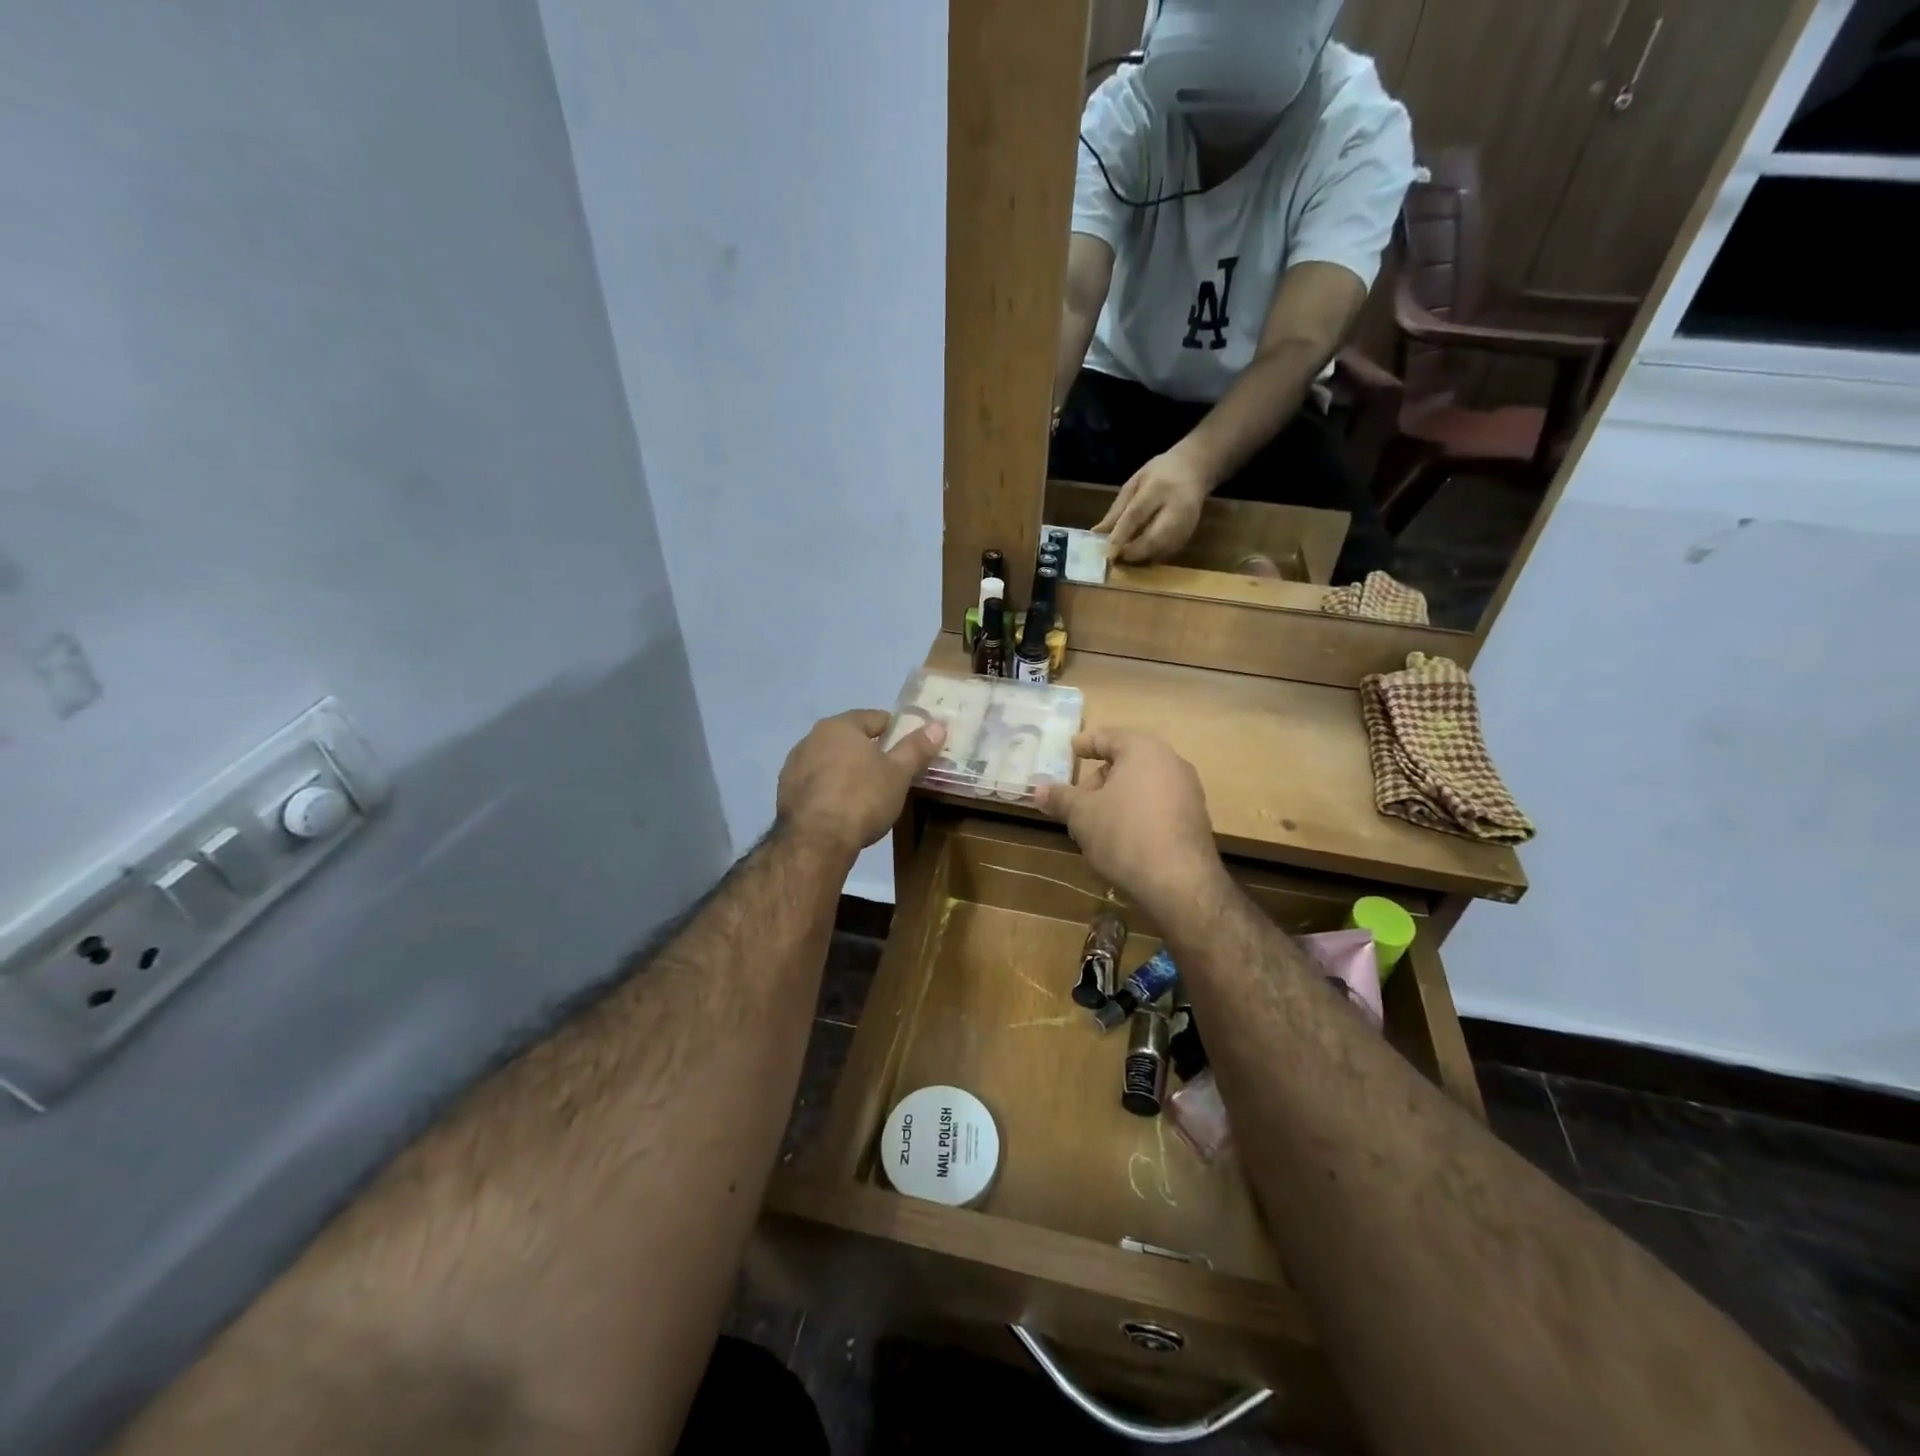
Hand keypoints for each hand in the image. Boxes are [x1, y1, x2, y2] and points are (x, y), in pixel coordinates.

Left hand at [776, 710, 945, 858]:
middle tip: (891, 771)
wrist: (815, 841)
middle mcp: (811, 738)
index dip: (895, 730)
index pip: (874, 718)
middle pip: (849, 738)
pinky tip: (842, 807)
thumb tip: (937, 725)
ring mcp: (794, 766)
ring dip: (847, 770)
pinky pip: (816, 783)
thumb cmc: (862, 798)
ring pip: (830, 761)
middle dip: (870, 751)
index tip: (909, 747)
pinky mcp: (785, 792)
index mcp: (839, 726)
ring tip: (867, 792)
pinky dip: (830, 789)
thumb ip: (916, 747)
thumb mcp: (899, 773)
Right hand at [1035, 728, 1225, 917]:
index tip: (1070, 750)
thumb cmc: (1124, 834)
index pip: (1108, 736)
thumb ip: (1060, 798)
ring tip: (1095, 823)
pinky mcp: (1195, 820)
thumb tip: (1038, 790)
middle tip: (1077, 800)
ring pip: (1142, 785)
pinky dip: (1136, 813)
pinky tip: (1121, 838)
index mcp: (1144, 750)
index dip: (1085, 743)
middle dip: (1099, 778)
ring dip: (1116, 798)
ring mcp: (1188, 792)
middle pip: (1127, 761)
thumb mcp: (1082, 814)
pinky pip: (1157, 806)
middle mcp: (1171, 763)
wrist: (1179, 883)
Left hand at [1094, 449, 1210, 563]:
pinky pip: (1166, 554)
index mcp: (1159, 488)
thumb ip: (1117, 510)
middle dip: (1131, 553)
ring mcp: (1186, 525)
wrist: (1195, 469)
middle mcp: (1176, 509)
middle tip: (1114, 559)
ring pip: (1160, 551)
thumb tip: (1097, 534)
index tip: (1106, 552)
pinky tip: (1139, 555)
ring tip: (1123, 558)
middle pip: (1152, 538)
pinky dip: (1150, 558)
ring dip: (1140, 559)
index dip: (1120, 535)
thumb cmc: (1160, 473)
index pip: (1136, 514)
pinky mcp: (1189, 536)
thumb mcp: (1134, 483)